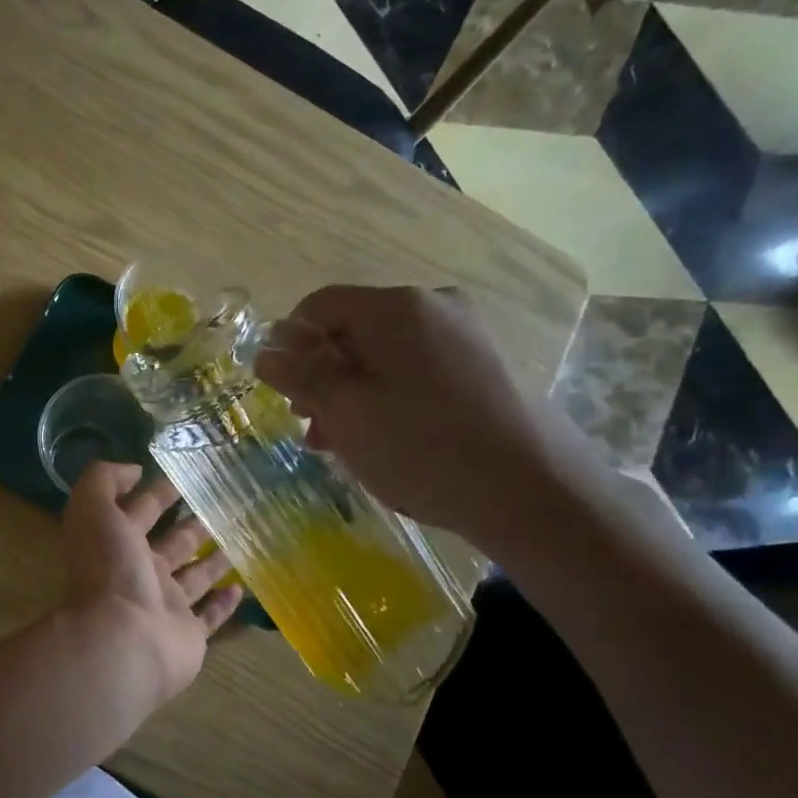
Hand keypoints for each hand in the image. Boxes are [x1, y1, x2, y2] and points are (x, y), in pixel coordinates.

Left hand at [60, 462, 243, 704]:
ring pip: (193, 578)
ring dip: (212, 560)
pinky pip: (208, 618)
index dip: (158, 493)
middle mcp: (140, 574)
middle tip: (223, 507)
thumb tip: (133, 470)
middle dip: (191, 525)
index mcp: (117, 544)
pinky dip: (222, 605)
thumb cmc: (109, 571)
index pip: (140, 512)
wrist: (123, 641)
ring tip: (239, 540)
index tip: (186, 476)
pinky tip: (239, 588)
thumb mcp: (93, 510)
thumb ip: (103, 481)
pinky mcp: (188, 635)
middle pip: (171, 544)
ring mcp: (164, 607)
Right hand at [253, 285, 604, 551]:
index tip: (281, 391)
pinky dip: (386, 398)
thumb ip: (300, 377)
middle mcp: (433, 307)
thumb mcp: (345, 412)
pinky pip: (414, 371)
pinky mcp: (482, 367)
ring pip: (382, 355)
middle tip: (309, 425)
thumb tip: (265, 352)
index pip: (318, 306)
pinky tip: (379, 440)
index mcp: (395, 307)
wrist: (532, 491)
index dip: (288, 344)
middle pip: (351, 331)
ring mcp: (464, 336)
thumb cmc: (422, 446)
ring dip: (349, 393)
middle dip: (320, 375)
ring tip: (339, 443)